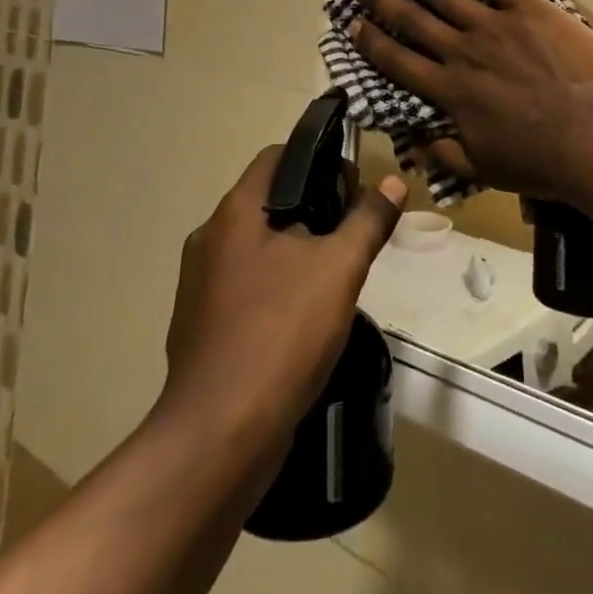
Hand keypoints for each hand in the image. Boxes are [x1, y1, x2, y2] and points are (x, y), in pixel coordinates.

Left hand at [161, 146, 404, 460]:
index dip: (319, 160)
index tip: (352, 189)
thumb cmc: (280, 334)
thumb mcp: (338, 269)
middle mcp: (209, 240)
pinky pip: (248, 288)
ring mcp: (200, 287)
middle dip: (314, 210)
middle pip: (270, 202)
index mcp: (234, 214)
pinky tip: (306, 319)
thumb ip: (367, 221)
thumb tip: (392, 183)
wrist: (219, 437)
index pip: (277, 157)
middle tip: (352, 237)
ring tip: (336, 278)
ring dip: (298, 253)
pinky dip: (277, 288)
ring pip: (259, 248)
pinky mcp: (202, 328)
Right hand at [350, 0, 592, 199]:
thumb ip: (445, 154)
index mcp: (449, 91)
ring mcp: (492, 25)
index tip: (352, 24)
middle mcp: (461, 51)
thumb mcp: (485, 169)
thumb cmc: (541, 160)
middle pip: (412, 19)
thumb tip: (412, 144)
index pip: (398, 61)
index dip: (371, 42)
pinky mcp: (525, 7)